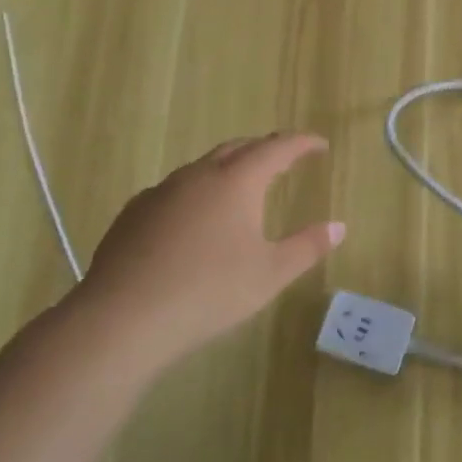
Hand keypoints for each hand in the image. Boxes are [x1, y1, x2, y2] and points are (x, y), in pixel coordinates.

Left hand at [75, 133, 344, 369]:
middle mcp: (198, 175)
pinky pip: (174, 191)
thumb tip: (339, 227)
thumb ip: (307, 247)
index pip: (277, 148)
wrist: (122, 318)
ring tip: (240, 188)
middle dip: (264, 149)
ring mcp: (160, 192)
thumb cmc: (209, 292)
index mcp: (237, 181)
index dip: (302, 143)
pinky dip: (195, 193)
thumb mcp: (270, 274)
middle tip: (284, 159)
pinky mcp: (132, 214)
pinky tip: (193, 220)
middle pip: (237, 148)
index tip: (320, 144)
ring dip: (227, 169)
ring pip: (202, 167)